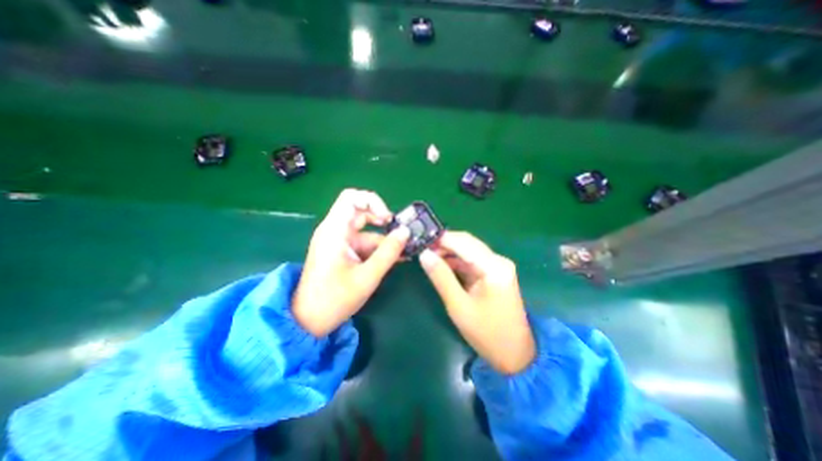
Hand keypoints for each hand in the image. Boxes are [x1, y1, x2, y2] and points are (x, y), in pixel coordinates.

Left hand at [293, 190, 409, 336]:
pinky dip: (378, 248)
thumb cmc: (334, 299)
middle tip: (399, 233)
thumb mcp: (367, 276)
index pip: (352, 198)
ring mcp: (338, 241)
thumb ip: (388, 253)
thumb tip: (405, 232)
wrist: (308, 321)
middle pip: (361, 211)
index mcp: (335, 231)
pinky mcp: (342, 251)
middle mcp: (335, 230)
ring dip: (384, 239)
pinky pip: (363, 242)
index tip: (388, 219)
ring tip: (403, 251)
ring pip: (365, 229)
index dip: (373, 202)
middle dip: (382, 220)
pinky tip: (394, 259)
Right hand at [421, 230, 536, 374]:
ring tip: (427, 256)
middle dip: (444, 244)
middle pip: (467, 243)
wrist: (514, 355)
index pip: (464, 242)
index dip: (441, 239)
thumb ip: (441, 277)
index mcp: (494, 266)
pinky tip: (441, 265)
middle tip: (421, 249)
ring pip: (468, 251)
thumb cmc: (486, 333)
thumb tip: (424, 254)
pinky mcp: (493, 273)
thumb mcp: (458, 305)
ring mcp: (497, 267)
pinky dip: (456, 262)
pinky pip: (471, 261)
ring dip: (448, 252)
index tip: (420, 240)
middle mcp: (498, 260)